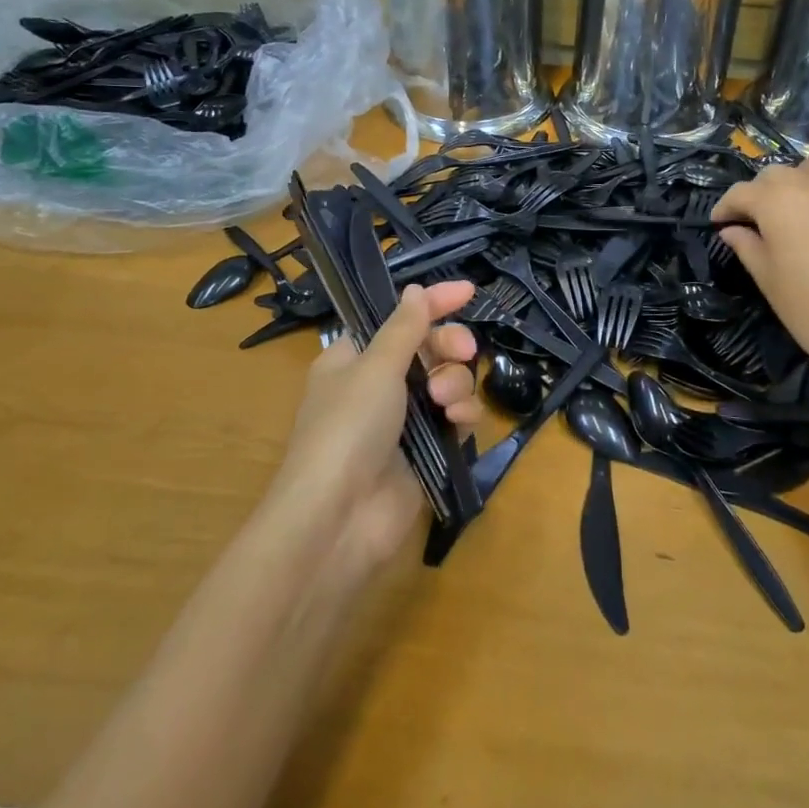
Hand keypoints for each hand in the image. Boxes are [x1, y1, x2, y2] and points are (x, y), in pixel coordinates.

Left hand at [269, 281, 480, 575]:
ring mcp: (406, 420)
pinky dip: (462, 414)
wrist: (339, 518)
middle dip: (450, 345)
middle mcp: (380, 385)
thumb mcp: (374, 368)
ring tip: (444, 400)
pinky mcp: (428, 451)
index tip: (469, 291)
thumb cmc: (347, 428)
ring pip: (448, 382)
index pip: (399, 318)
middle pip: (429, 348)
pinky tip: (457, 421)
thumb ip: (404, 327)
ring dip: (454, 383)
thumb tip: (417, 290)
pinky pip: (456, 418)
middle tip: (464, 350)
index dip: (434, 302)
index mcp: (355, 358)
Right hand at [711, 158, 808, 385]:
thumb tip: (732, 230)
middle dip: (760, 192)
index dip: (725, 207)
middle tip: (756, 219)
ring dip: (800, 178)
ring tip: (797, 204)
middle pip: (777, 174)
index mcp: (777, 201)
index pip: (740, 192)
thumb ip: (747, 246)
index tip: (719, 223)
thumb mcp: (767, 279)